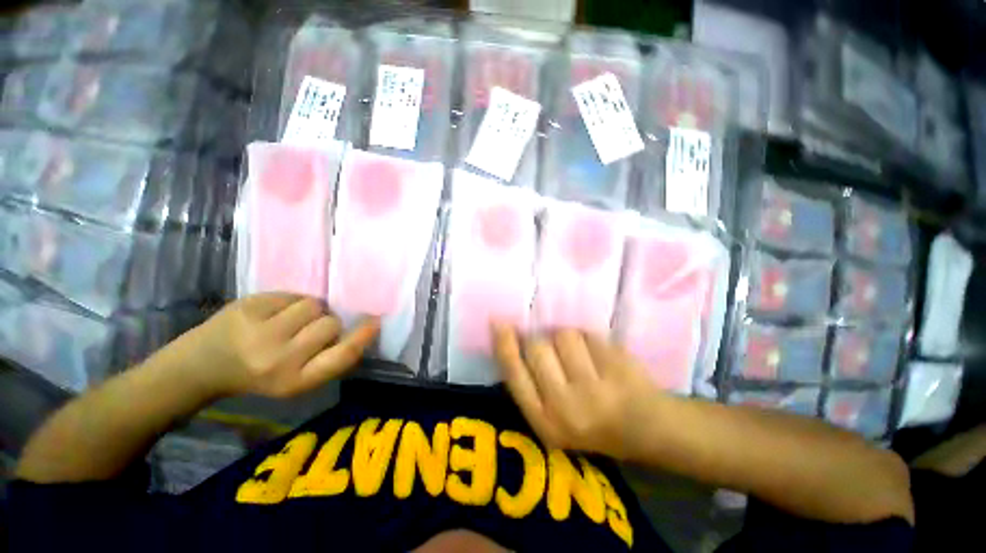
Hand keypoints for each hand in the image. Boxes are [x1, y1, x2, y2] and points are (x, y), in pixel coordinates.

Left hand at [183, 293, 378, 398]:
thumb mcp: (295, 380)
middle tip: (309, 329)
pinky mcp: (247, 308)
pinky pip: (291, 294)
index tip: (375, 321)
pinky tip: (272, 313)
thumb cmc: (257, 376)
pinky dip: (288, 301)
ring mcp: (260, 332)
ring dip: (310, 309)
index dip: (363, 337)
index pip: (342, 356)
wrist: (200, 366)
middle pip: (331, 324)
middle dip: (327, 322)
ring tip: (289, 319)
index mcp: (295, 382)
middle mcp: (279, 359)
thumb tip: (357, 330)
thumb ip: (326, 360)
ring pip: (314, 305)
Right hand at [493, 325, 659, 458]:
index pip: (514, 373)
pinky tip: (601, 355)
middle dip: (542, 339)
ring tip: (582, 355)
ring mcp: (596, 390)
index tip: (499, 322)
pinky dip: (590, 338)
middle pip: (537, 347)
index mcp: (545, 422)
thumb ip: (529, 383)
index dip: (504, 344)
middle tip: (554, 347)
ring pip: (564, 335)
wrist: (645, 430)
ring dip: (569, 338)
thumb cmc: (590, 422)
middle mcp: (566, 408)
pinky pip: (590, 334)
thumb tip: (507, 337)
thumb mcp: (551, 417)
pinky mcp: (619, 370)